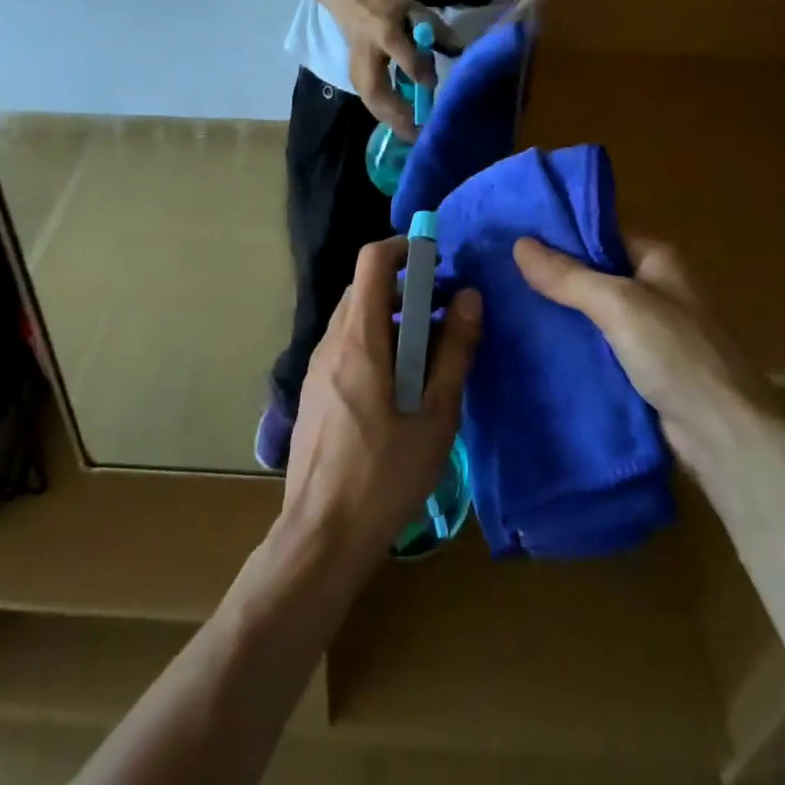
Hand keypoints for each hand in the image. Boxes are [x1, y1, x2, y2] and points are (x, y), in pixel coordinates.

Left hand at [281, 237, 482, 572]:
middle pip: (364, 289)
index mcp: (358, 338)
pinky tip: (399, 388)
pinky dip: (375, 344)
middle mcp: (331, 342)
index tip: (437, 261)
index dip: (404, 248)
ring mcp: (317, 368)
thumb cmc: (385, 474)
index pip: (372, 261)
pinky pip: (346, 347)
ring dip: (391, 320)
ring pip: (355, 319)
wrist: (322, 536)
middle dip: (405, 289)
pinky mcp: (314, 392)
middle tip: (443, 315)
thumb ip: (455, 351)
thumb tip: (470, 297)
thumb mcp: (435, 414)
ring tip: (429, 356)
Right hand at [334, 0, 458, 140]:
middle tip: (422, 132)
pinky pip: (371, 105)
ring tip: (417, 137)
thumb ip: (439, 33)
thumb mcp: (418, 12)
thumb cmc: (393, 11)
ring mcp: (356, 70)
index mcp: (384, 30)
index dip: (415, 68)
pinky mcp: (355, 82)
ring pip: (372, 103)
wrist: (355, 7)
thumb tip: (462, 55)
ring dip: (394, 122)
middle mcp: (367, 54)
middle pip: (377, 89)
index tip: (433, 86)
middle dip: (399, 114)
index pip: (398, 50)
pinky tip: (406, 129)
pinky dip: (389, 119)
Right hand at [513, 236, 773, 456]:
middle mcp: (656, 287)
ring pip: (593, 311)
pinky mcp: (642, 367)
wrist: (725, 437)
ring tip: (505, 304)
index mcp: (659, 259)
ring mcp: (650, 329)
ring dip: (559, 311)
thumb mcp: (619, 305)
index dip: (560, 233)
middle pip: (594, 272)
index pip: (601, 233)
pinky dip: (572, 343)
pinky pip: (598, 345)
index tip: (513, 235)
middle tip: (499, 272)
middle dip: (553, 275)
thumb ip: (568, 276)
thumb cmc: (678, 354)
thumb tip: (518, 243)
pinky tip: (534, 344)